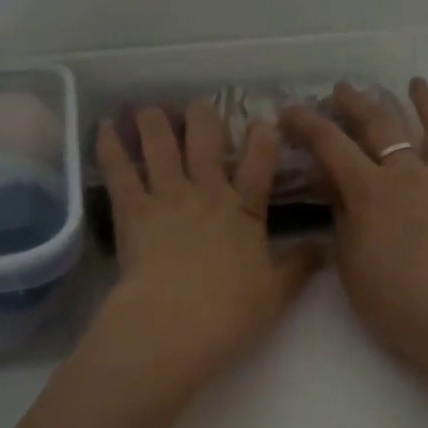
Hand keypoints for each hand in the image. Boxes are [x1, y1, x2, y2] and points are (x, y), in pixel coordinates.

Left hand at [93, 101, 321, 392]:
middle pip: (206, 143)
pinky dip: (110, 147)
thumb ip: (298, 267)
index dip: (262, 140)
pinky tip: (103, 127)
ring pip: (161, 146)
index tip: (263, 122)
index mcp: (244, 211)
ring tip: (148, 109)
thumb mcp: (276, 293)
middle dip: (204, 119)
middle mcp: (207, 193)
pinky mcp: (133, 210)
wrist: (178, 322)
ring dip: (155, 123)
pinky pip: (120, 170)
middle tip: (199, 105)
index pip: (259, 165)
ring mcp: (168, 197)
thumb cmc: (231, 312)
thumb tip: (324, 249)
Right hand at [281, 80, 427, 377]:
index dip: (305, 124)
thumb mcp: (351, 263)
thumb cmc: (395, 303)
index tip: (287, 113)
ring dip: (408, 101)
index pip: (329, 144)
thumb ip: (342, 216)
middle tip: (335, 94)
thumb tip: (331, 184)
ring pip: (421, 125)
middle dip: (350, 104)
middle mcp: (403, 173)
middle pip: (374, 124)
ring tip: (407, 83)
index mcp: (368, 192)